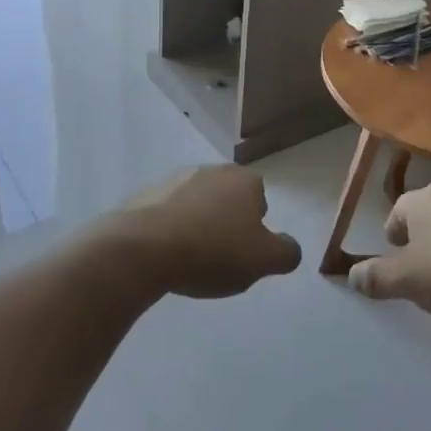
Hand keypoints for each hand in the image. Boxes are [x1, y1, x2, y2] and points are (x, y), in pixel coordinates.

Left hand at [113, 166, 301, 298]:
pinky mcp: (145, 194)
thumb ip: (286, 253)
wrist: (142, 248)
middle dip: (226, 223)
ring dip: (197, 224)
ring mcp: (175, 179)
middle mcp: (211, 170)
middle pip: (228, 199)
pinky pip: (167, 213)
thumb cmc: (212, 251)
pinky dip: (169, 229)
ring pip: (197, 204)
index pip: (260, 200)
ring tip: (189, 259)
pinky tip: (164, 255)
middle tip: (219, 257)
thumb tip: (288, 248)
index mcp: (243, 180)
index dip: (255, 228)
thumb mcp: (264, 260)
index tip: (243, 253)